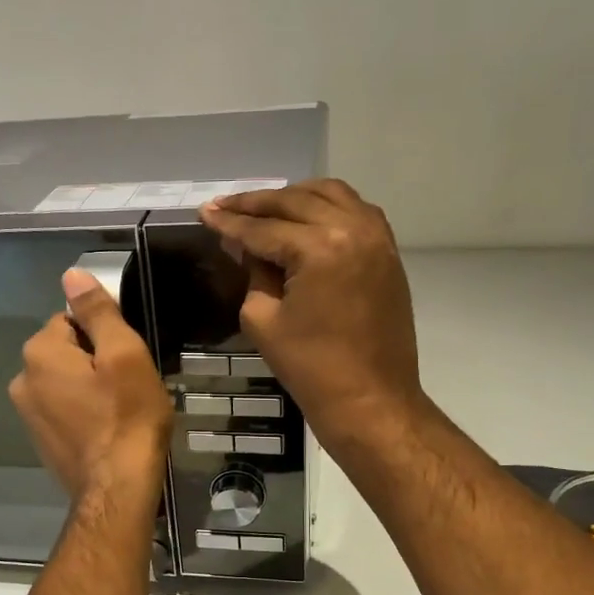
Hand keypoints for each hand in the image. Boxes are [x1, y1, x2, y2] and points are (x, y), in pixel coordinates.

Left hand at [9, 271, 172, 501]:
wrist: (117, 488)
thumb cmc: (127, 417)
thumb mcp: (124, 355)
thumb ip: (97, 312)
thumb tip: (72, 274)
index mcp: (39, 352)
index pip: (72, 320)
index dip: (105, 337)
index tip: (126, 361)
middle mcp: (22, 380)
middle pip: (66, 352)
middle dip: (95, 362)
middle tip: (127, 387)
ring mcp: (27, 415)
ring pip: (65, 382)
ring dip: (89, 388)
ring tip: (119, 411)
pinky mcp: (39, 442)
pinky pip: (63, 411)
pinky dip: (82, 414)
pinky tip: (105, 431)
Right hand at [200, 179, 423, 446]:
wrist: (370, 399)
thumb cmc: (310, 368)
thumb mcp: (263, 320)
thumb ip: (253, 273)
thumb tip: (245, 245)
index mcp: (319, 248)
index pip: (264, 228)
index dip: (230, 221)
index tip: (205, 212)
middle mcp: (352, 229)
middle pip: (296, 201)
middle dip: (256, 203)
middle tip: (226, 205)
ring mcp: (377, 238)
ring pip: (330, 195)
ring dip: (294, 197)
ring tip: (264, 207)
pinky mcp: (388, 253)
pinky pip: (357, 211)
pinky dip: (328, 207)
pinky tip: (306, 217)